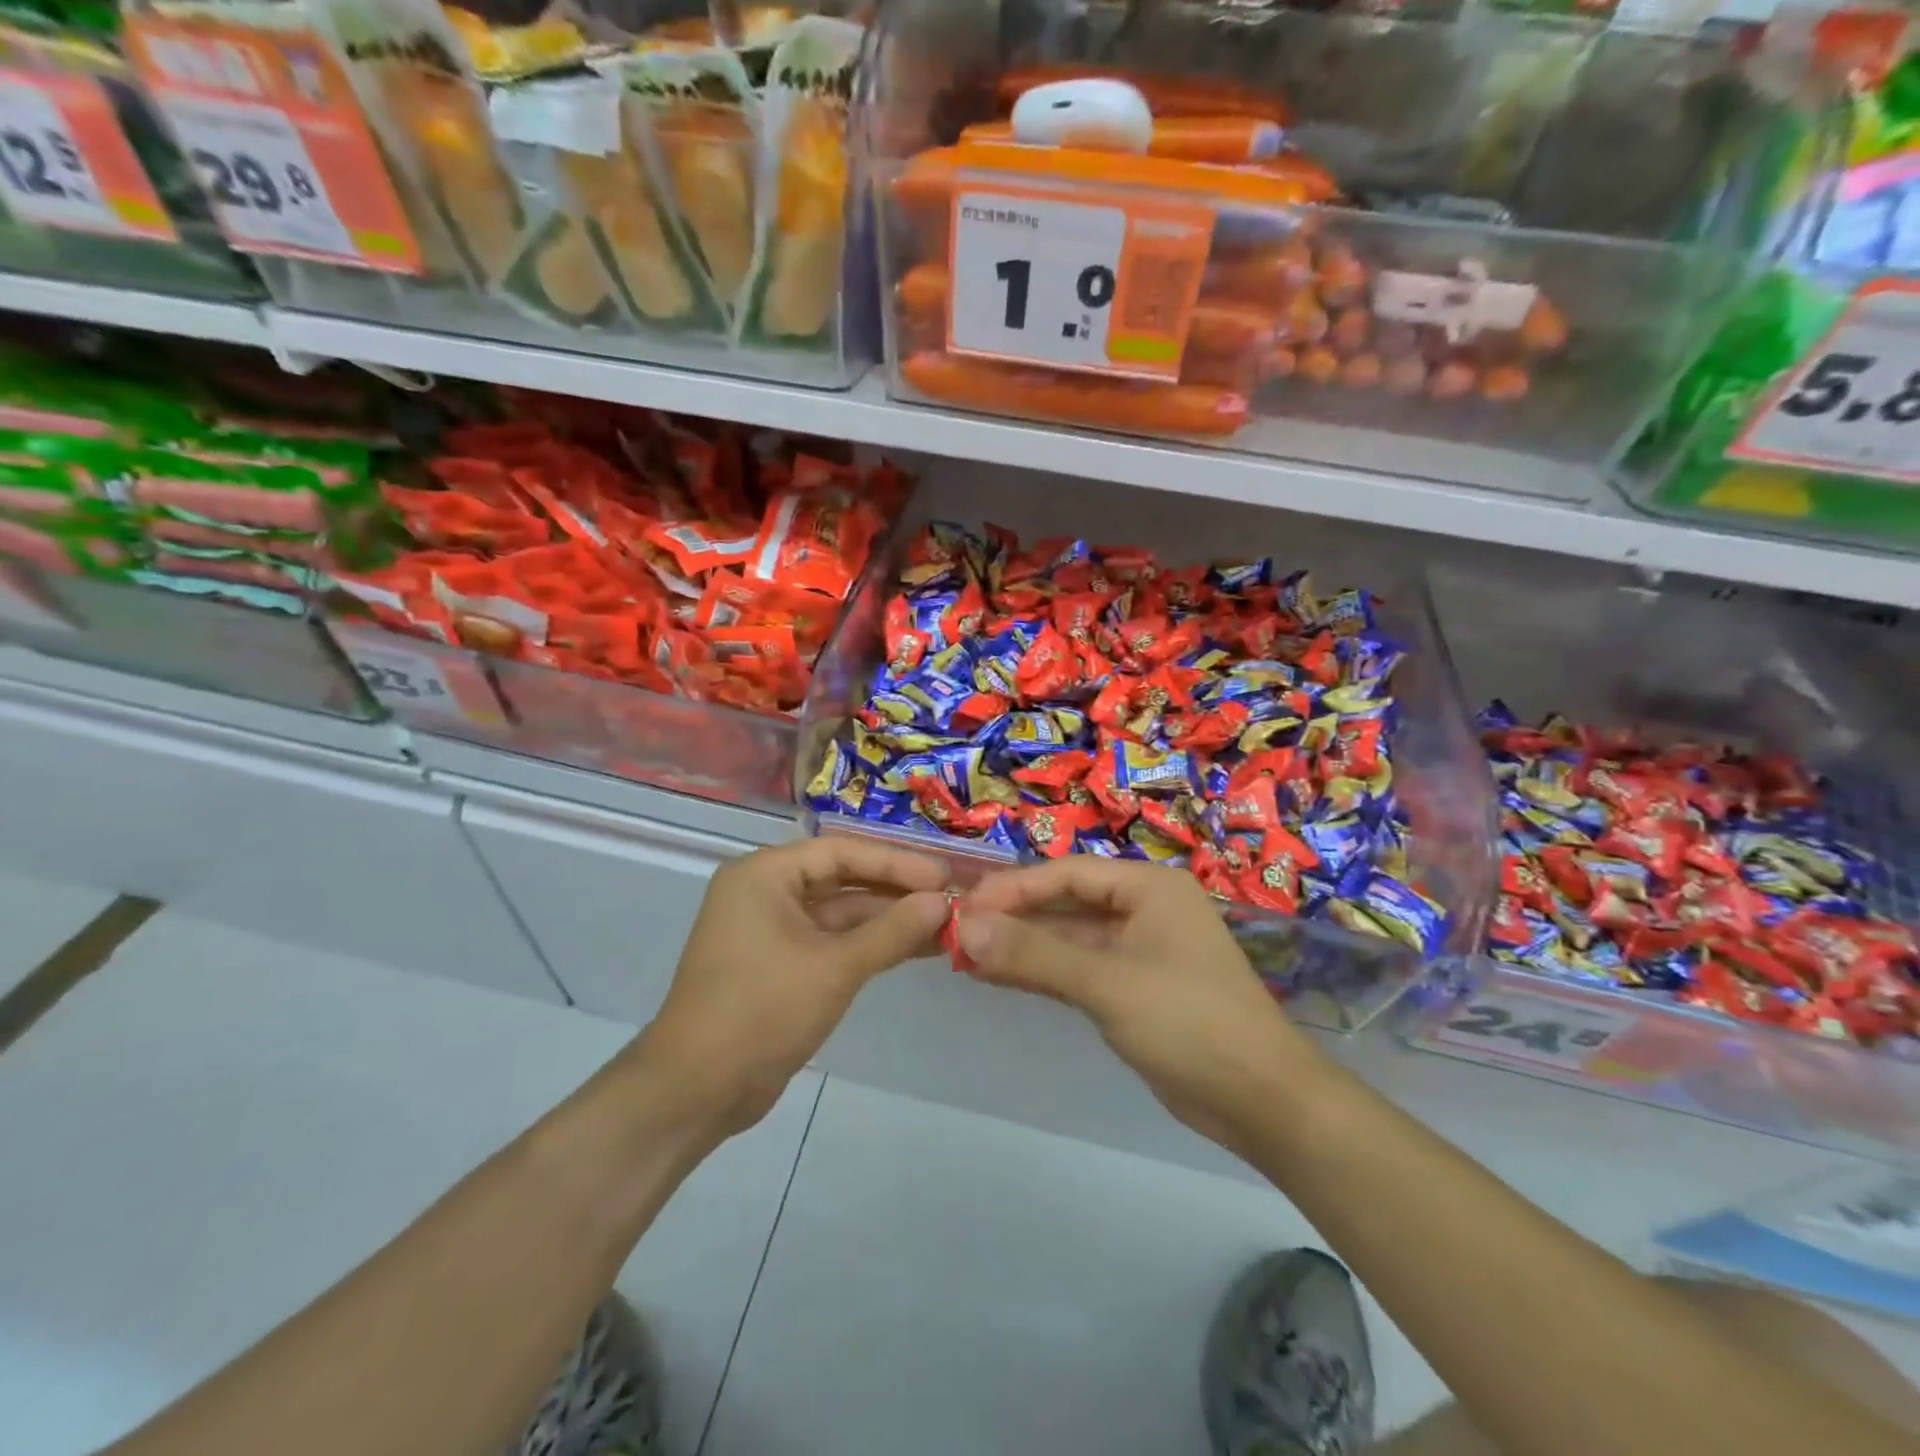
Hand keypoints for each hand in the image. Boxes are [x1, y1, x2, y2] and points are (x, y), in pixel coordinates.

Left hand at [639, 838, 949, 1134]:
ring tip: (944, 925)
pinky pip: (832, 941)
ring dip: (889, 920)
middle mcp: (766, 892)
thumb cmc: (762, 1010)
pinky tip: (915, 948)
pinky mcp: (781, 964)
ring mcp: (773, 929)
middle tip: (950, 898)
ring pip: (841, 913)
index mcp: (765, 874)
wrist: (697, 1090)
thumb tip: (941, 902)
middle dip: (896, 891)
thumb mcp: (834, 967)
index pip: (842, 852)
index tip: (944, 876)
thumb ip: (892, 931)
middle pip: (843, 879)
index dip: (896, 862)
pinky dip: (870, 945)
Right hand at [958, 859, 1323, 1152]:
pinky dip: (1041, 972)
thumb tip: (966, 927)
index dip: (1014, 887)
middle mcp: (1143, 909)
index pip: (1068, 874)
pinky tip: (998, 976)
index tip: (965, 906)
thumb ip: (1035, 954)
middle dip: (1014, 917)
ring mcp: (1138, 951)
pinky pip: (1078, 969)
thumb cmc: (1190, 1022)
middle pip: (1066, 903)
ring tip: (965, 954)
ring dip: (1022, 946)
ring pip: (1068, 938)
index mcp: (1148, 888)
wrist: (1262, 1102)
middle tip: (958, 931)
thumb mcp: (1107, 983)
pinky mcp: (1132, 989)